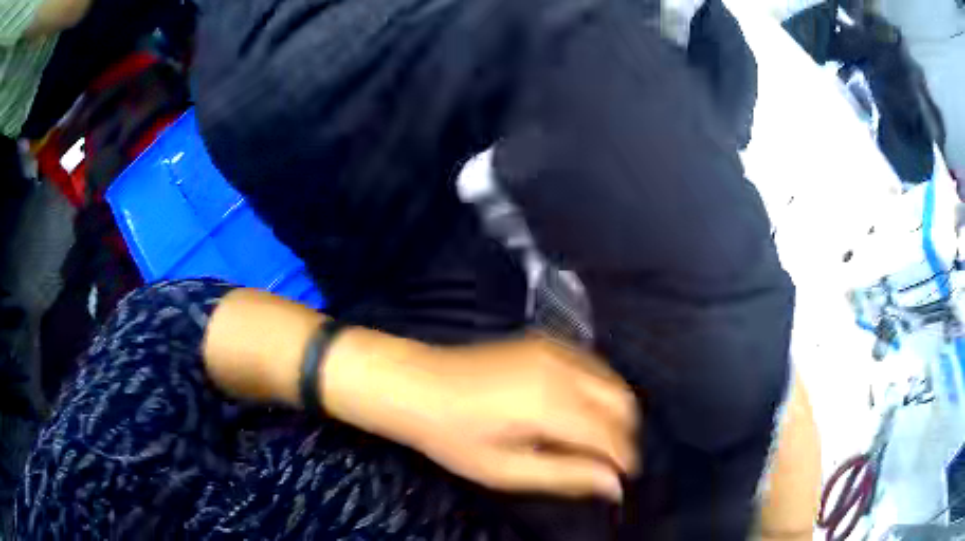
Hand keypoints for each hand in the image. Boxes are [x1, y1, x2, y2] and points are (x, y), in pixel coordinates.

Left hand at [324, 333, 638, 501]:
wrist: (418, 385)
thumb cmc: (454, 436)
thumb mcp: (505, 470)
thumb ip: (565, 476)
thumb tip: (613, 485)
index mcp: (551, 404)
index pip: (611, 434)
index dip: (624, 461)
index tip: (622, 481)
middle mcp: (562, 369)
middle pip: (622, 402)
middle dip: (625, 435)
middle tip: (609, 464)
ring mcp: (555, 349)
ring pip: (612, 381)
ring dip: (615, 413)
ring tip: (595, 442)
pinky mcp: (546, 341)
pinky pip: (593, 366)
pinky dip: (599, 391)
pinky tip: (580, 411)